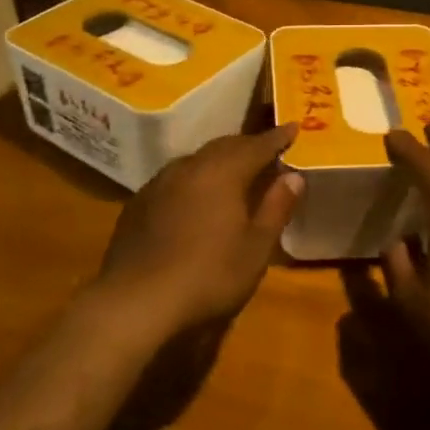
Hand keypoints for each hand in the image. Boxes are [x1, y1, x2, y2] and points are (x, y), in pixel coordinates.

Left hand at [91, 125, 305, 341]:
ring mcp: (159, 183)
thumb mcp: (256, 248)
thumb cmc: (208, 276)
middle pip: (224, 146)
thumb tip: (294, 176)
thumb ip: (276, 208)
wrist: (135, 301)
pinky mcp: (139, 203)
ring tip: (233, 171)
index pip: (257, 146)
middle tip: (267, 149)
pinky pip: (175, 179)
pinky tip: (195, 197)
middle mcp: (190, 167)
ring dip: (218, 161)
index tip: (293, 127)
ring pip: (197, 160)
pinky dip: (194, 179)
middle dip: (248, 146)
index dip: (278, 137)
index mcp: (222, 172)